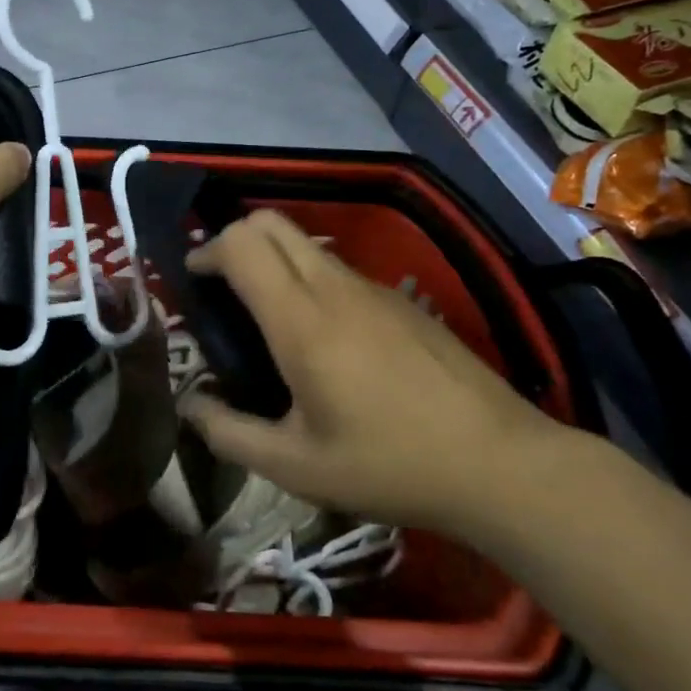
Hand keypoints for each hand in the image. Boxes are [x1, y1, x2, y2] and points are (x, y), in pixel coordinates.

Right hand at [178, 209, 577, 537]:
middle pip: (272, 223)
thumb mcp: (295, 468)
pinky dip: (309, 280)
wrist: (500, 463)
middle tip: (222, 286)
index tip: (192, 279)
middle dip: (234, 238)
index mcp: (301, 320)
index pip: (242, 244)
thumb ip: (229, 434)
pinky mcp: (402, 302)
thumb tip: (190, 404)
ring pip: (307, 245)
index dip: (207, 251)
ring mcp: (375, 289)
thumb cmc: (388, 465)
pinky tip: (323, 339)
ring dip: (274, 260)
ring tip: (266, 316)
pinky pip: (339, 271)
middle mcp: (335, 288)